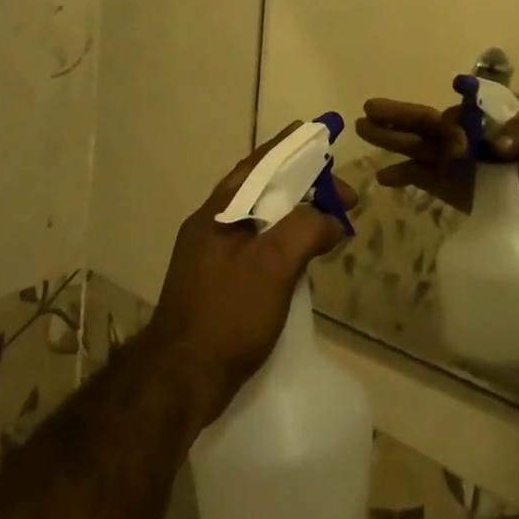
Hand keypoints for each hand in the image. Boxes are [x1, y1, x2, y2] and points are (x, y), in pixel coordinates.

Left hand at [146, 125, 354, 423]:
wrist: (179, 383)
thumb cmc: (227, 314)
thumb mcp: (273, 264)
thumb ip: (306, 228)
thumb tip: (332, 219)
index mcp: (219, 211)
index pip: (261, 163)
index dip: (293, 147)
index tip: (323, 135)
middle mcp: (212, 225)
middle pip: (262, 189)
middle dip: (303, 184)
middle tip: (340, 194)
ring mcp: (211, 256)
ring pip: (261, 218)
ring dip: (296, 213)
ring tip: (329, 219)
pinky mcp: (217, 283)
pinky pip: (258, 245)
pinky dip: (284, 240)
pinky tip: (303, 256)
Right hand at [355, 98, 518, 214]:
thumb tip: (501, 145)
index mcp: (470, 117)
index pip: (453, 120)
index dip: (453, 132)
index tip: (463, 148)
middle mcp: (451, 134)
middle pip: (420, 123)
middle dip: (395, 116)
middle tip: (369, 108)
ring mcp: (443, 158)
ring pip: (411, 145)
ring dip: (388, 138)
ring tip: (361, 127)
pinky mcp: (440, 182)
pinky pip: (415, 175)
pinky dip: (399, 175)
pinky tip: (381, 178)